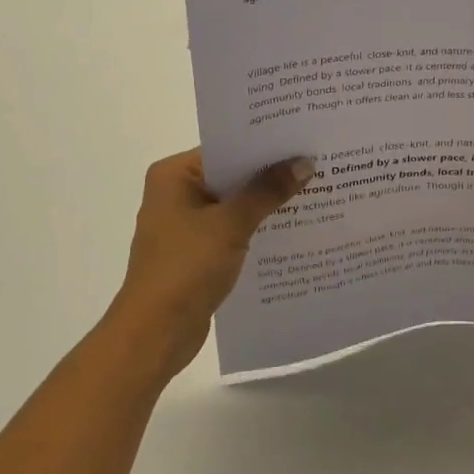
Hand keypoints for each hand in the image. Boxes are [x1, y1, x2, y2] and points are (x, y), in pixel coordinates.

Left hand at [106, 148, 312, 383]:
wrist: (156, 333)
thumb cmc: (186, 268)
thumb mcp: (231, 224)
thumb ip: (268, 191)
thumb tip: (304, 162)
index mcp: (173, 175)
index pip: (226, 148)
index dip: (265, 146)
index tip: (303, 140)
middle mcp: (176, 193)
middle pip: (232, 174)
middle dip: (271, 174)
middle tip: (317, 163)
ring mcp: (186, 224)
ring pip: (235, 203)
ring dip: (267, 203)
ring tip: (315, 191)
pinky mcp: (197, 251)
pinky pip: (233, 228)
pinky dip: (257, 227)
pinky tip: (293, 227)